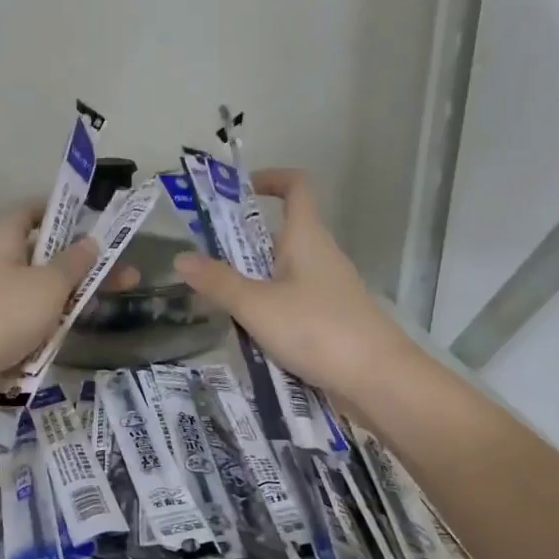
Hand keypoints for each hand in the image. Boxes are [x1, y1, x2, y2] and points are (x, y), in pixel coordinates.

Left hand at [0, 201, 97, 382]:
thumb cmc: (3, 314)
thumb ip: (74, 263)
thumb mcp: (49, 285)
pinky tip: (65, 338)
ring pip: (36, 294)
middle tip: (124, 276)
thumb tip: (91, 242)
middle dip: (81, 268)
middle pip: (42, 258)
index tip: (91, 223)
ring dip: (67, 301)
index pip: (30, 212)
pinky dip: (45, 328)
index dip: (60, 213)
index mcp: (2, 240)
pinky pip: (24, 324)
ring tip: (102, 310)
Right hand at [172, 169, 416, 408]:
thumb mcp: (256, 305)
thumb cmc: (317, 329)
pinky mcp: (332, 321)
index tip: (238, 192)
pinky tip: (249, 336)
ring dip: (252, 283)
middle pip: (280, 236)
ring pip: (283, 275)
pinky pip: (293, 304)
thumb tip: (180, 258)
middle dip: (242, 245)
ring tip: (218, 305)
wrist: (377, 379)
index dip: (270, 179)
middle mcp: (321, 257)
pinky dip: (269, 312)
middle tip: (205, 264)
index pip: (296, 187)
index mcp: (307, 238)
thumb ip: (218, 283)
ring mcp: (329, 290)